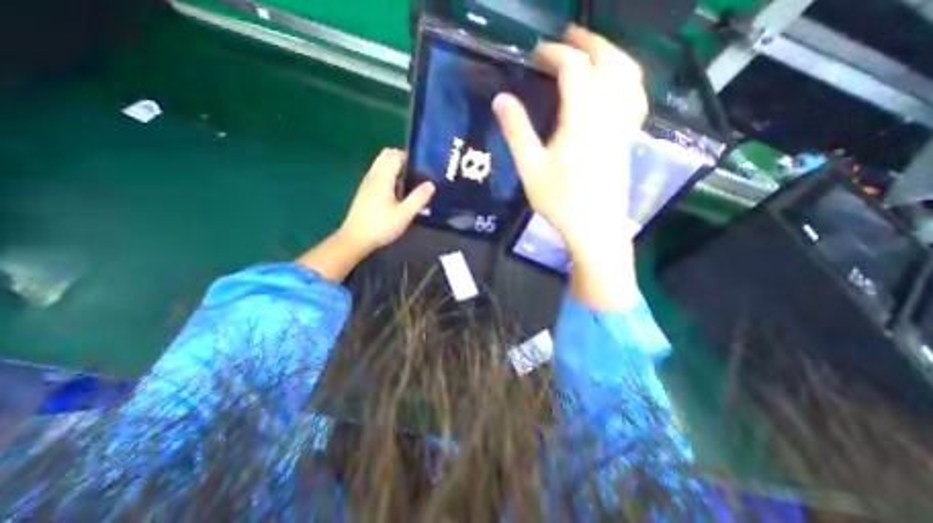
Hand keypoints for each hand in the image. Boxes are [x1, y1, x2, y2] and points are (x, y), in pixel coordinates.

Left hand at [340, 148, 437, 252]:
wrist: (355, 239)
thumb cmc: (381, 226)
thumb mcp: (404, 214)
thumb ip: (418, 198)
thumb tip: (431, 184)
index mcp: (382, 178)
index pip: (395, 155)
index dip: (409, 157)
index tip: (422, 167)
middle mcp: (373, 176)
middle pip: (386, 155)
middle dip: (402, 159)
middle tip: (416, 173)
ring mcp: (366, 183)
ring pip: (381, 164)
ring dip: (394, 167)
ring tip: (409, 182)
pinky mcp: (364, 192)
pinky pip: (377, 174)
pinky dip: (388, 175)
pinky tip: (396, 192)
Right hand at [495, 26, 649, 307]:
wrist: (594, 226)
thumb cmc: (559, 199)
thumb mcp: (530, 167)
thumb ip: (516, 131)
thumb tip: (501, 99)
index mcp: (582, 117)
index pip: (574, 68)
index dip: (555, 54)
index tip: (537, 53)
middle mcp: (609, 113)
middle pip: (609, 61)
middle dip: (590, 41)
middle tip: (569, 36)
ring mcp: (623, 126)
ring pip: (629, 75)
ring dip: (613, 54)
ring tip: (594, 52)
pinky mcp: (628, 139)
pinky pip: (635, 98)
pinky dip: (627, 80)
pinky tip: (617, 86)